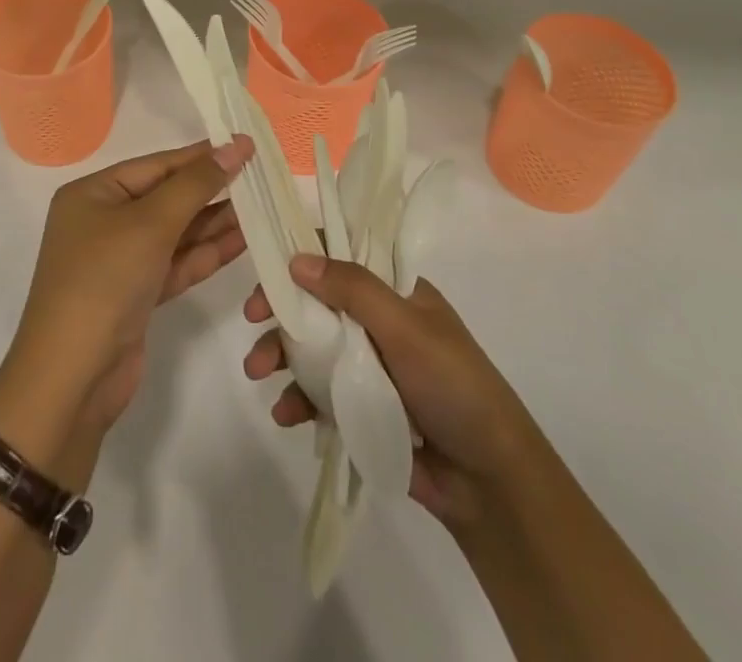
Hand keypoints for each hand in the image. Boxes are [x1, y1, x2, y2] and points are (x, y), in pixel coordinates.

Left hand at [0, 138, 254, 472]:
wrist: (72, 379)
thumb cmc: (104, 280)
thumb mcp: (150, 223)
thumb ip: (196, 184)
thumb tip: (235, 147)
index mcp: (93, 194)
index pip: (156, 165)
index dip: (201, 156)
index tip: (245, 146)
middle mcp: (103, 221)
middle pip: (166, 197)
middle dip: (211, 190)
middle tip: (260, 179)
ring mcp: (120, 261)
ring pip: (175, 232)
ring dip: (214, 223)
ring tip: (261, 208)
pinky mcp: (136, 295)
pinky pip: (175, 263)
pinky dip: (205, 254)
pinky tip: (242, 242)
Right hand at [243, 254, 533, 532]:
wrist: (490, 484)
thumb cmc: (454, 387)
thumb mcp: (406, 328)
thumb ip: (354, 289)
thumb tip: (297, 258)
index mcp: (396, 291)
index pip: (342, 256)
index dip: (303, 257)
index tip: (269, 268)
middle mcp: (379, 322)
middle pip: (317, 302)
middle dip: (281, 310)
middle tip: (251, 318)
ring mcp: (369, 366)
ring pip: (312, 348)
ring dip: (280, 356)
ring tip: (257, 373)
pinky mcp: (362, 409)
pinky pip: (319, 394)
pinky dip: (298, 400)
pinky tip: (286, 414)